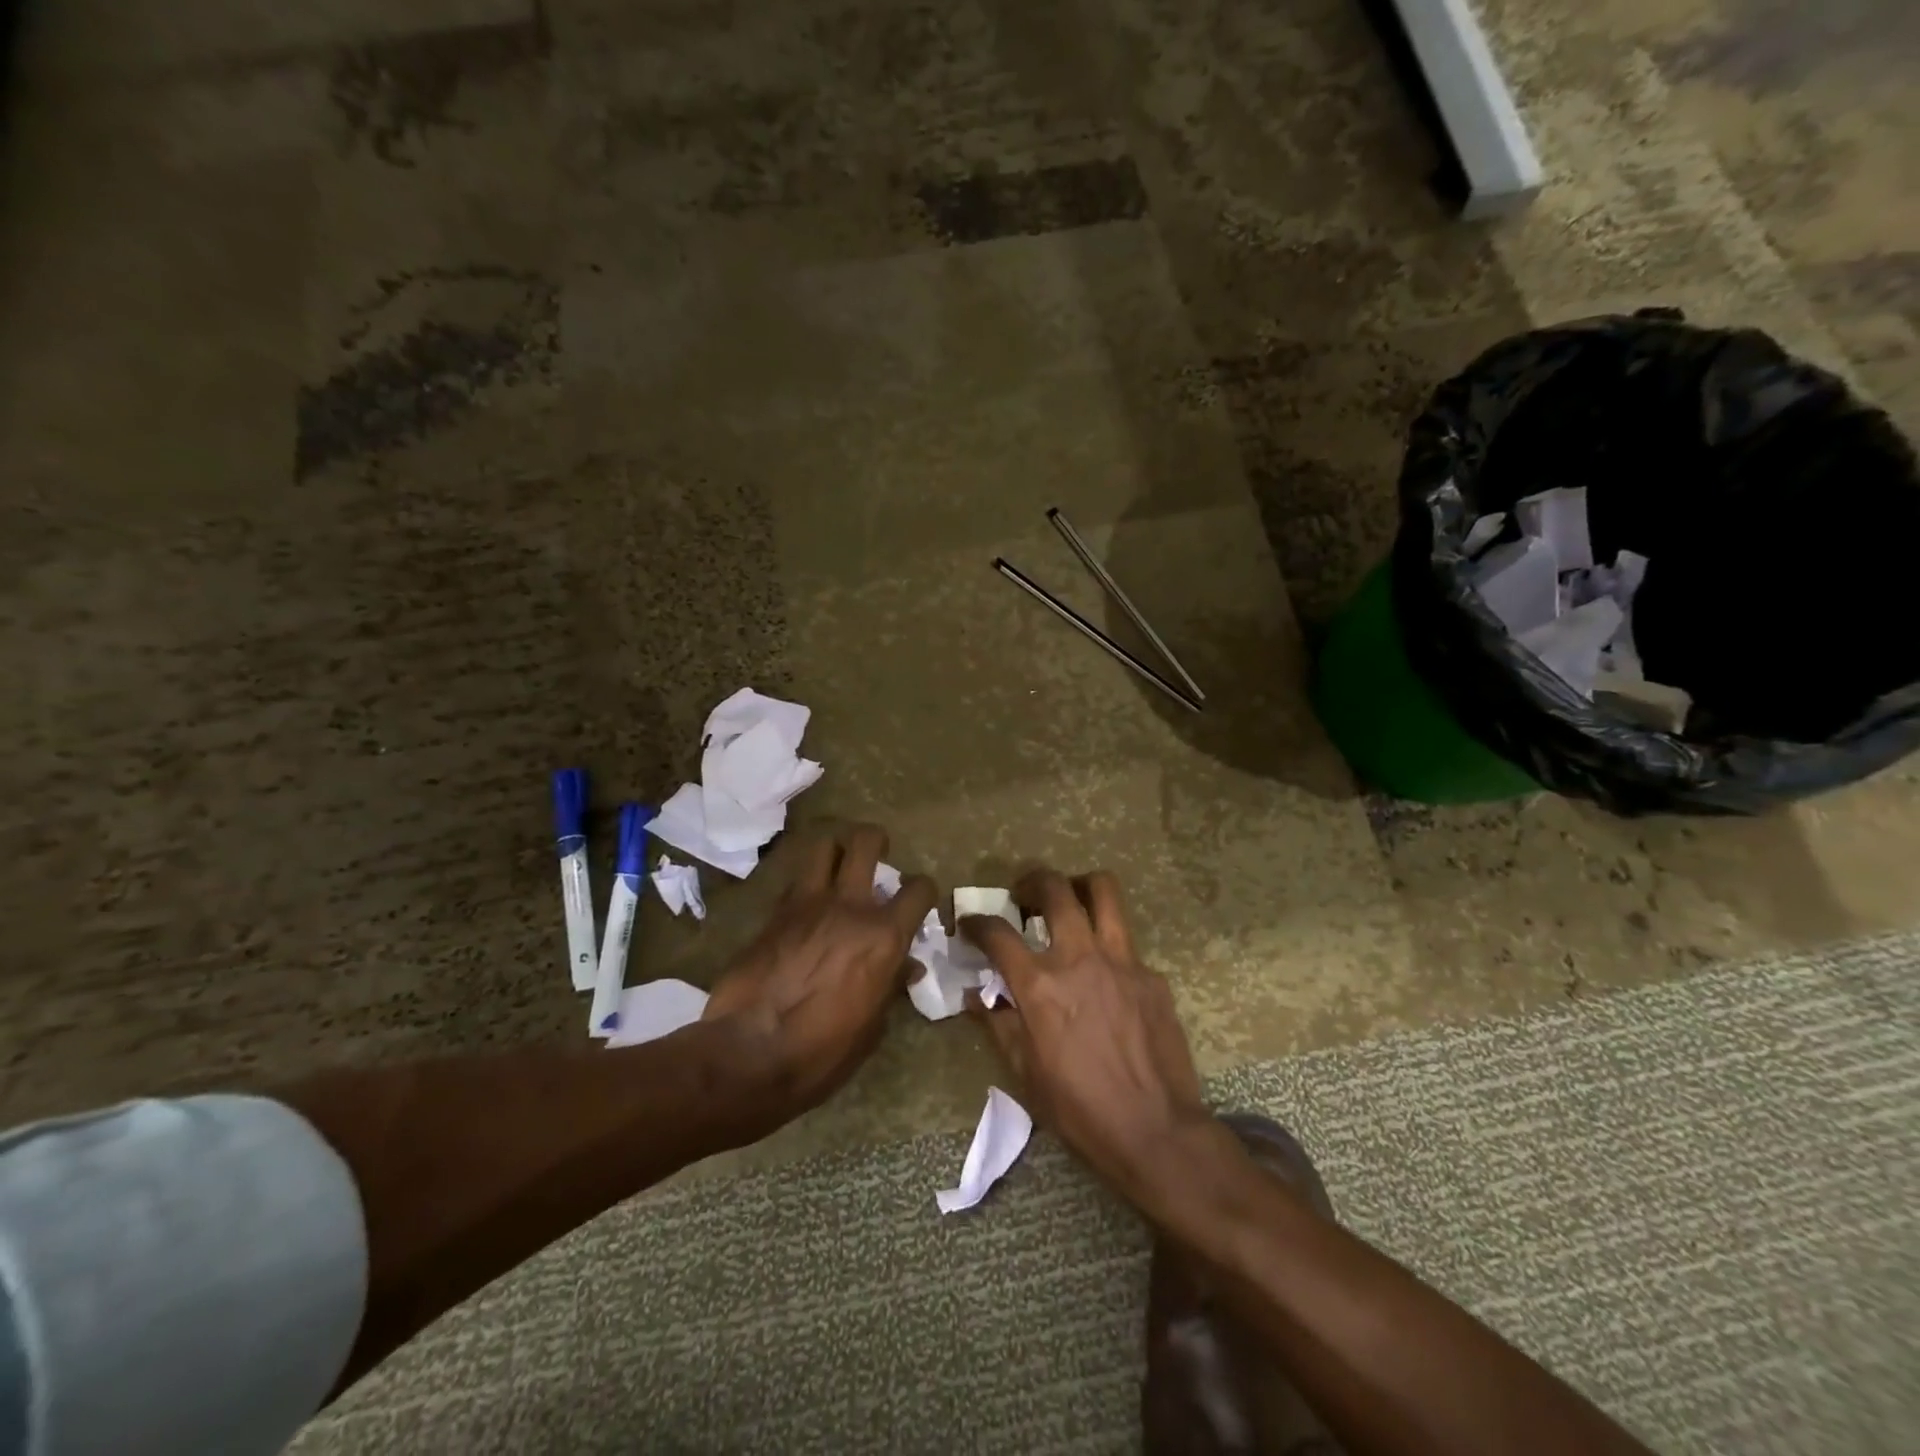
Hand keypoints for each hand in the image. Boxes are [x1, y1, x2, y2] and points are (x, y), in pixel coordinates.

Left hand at [704, 824, 935, 1122]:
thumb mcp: (871, 1027)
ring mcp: (807, 904)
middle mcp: (849, 907)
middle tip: (877, 853)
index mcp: (884, 936)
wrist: (749, 1053)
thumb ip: (890, 986)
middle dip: (875, 840)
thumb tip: (905, 967)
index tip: (918, 899)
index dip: (924, 890)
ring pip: (824, 847)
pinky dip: (805, 885)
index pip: (919, 889)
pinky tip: (805, 905)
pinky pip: (795, 882)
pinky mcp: (773, 913)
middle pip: (865, 842)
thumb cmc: (822, 1052)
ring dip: (835, 852)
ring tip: (837, 868)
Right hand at [961, 869, 1213, 1206]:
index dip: (977, 923)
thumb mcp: (1025, 1074)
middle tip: (1024, 894)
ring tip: (1070, 900)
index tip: (969, 924)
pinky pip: (1127, 943)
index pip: (998, 934)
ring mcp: (1121, 961)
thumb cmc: (1080, 1109)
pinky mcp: (1152, 975)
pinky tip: (1106, 974)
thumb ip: (999, 1025)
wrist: (1156, 1131)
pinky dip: (1108, 945)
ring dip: (1080, 886)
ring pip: (1103, 890)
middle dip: (1032, 880)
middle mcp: (1079, 958)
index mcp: (1040, 985)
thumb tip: (975, 998)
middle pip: (1054, 889)